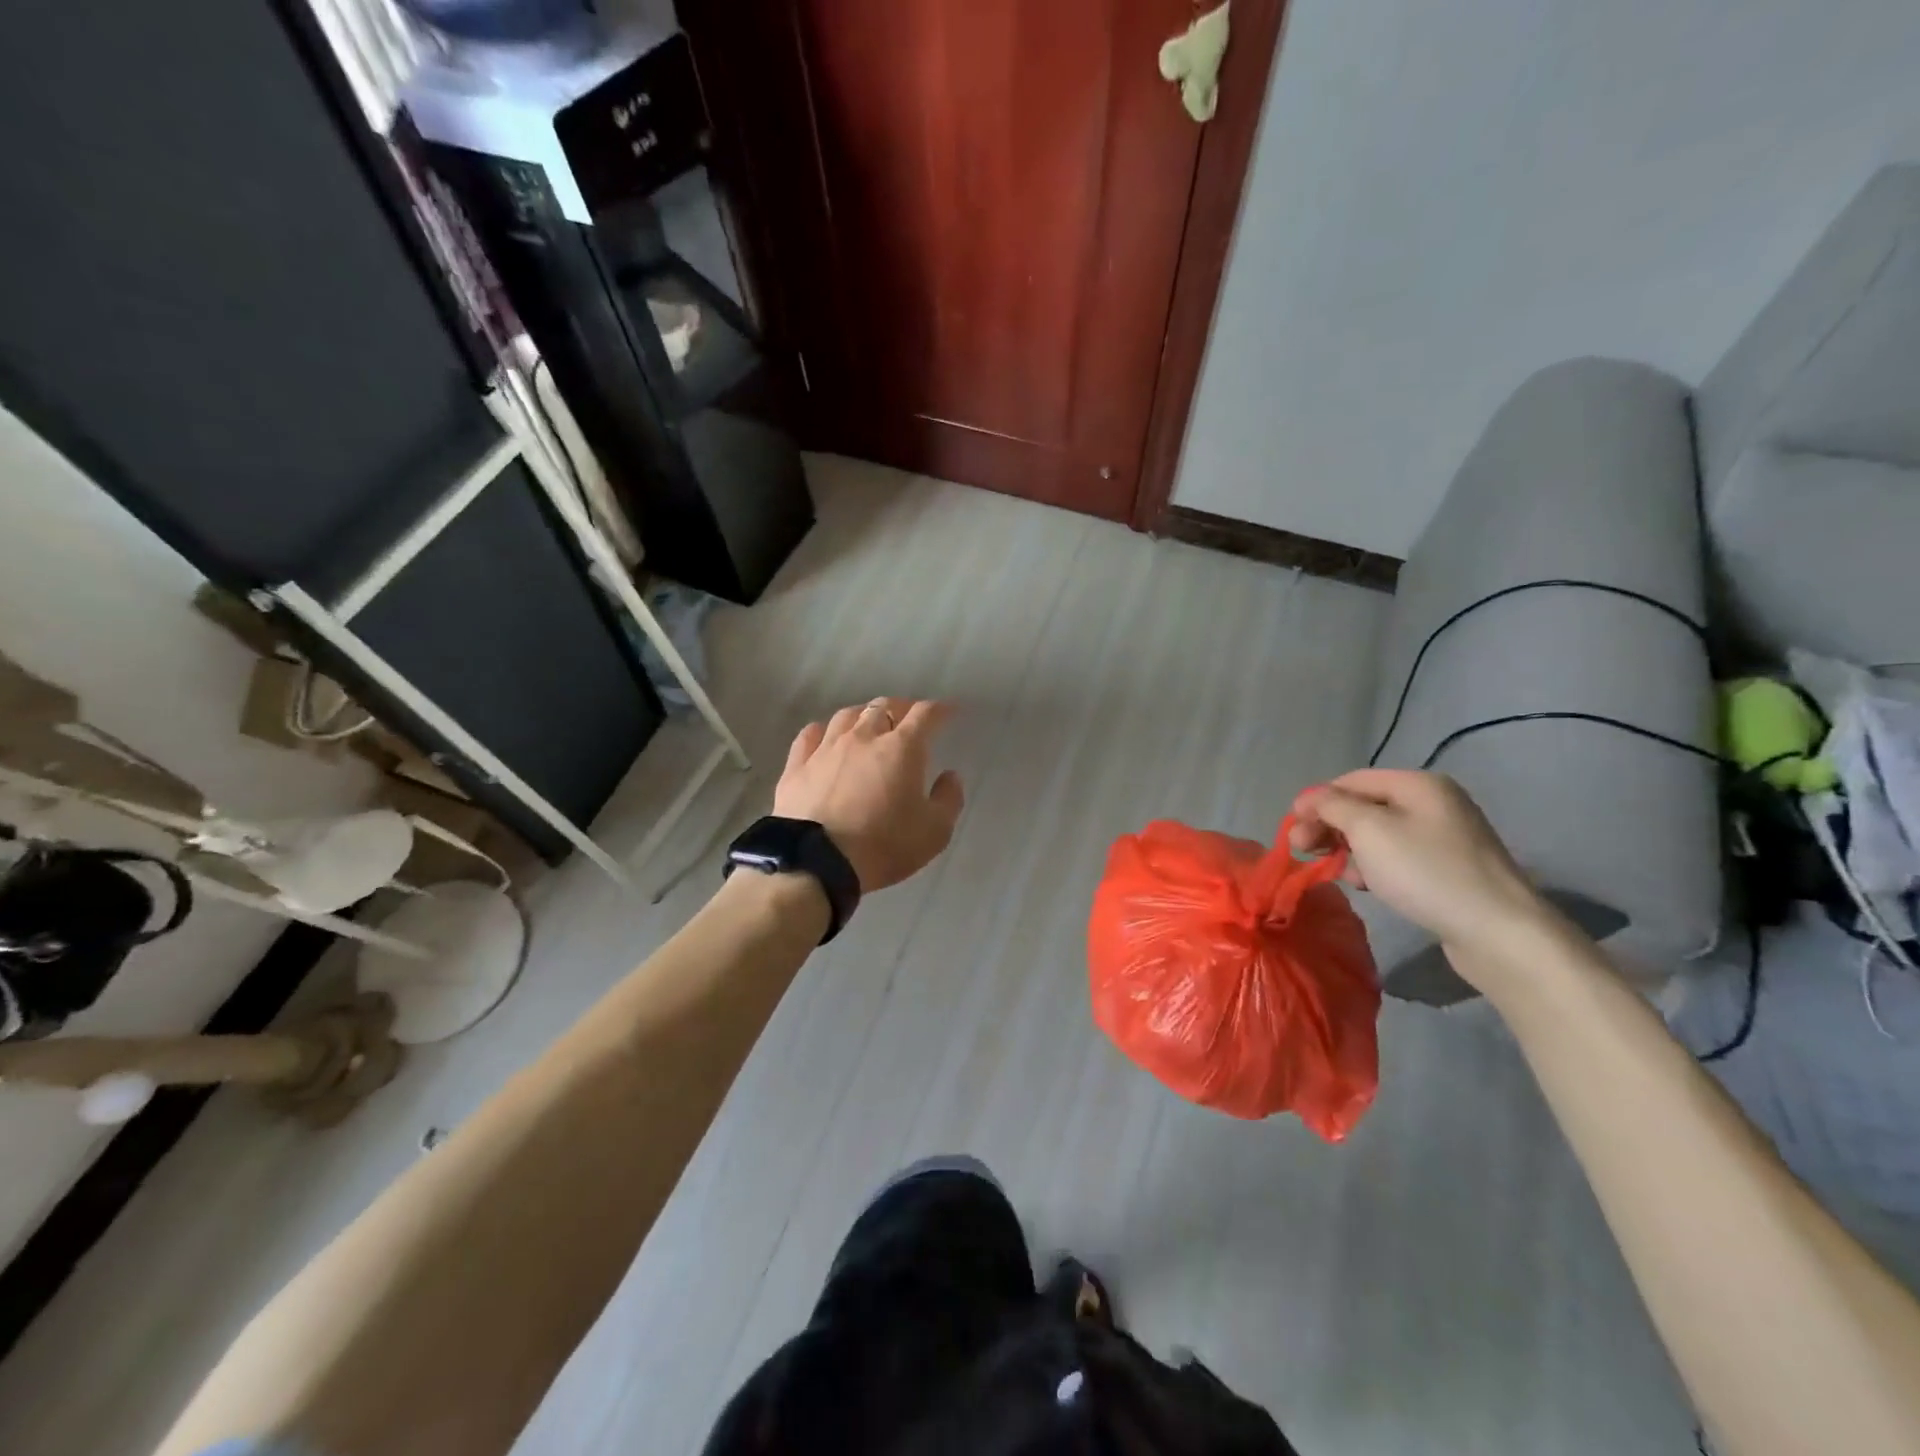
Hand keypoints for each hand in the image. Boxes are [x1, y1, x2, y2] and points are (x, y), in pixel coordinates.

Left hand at [774, 698, 964, 892]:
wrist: (817, 862)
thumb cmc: (884, 845)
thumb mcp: (935, 831)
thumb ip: (948, 799)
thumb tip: (950, 776)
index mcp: (902, 748)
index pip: (924, 714)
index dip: (939, 709)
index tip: (948, 711)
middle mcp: (864, 737)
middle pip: (883, 707)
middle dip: (901, 708)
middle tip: (908, 719)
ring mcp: (826, 748)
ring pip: (846, 716)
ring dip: (863, 715)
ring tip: (869, 723)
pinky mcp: (797, 765)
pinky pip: (810, 735)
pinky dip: (823, 730)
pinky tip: (824, 736)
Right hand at [1287, 770, 1549, 958]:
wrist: (1498, 932)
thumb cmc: (1426, 872)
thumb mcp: (1369, 831)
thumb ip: (1332, 807)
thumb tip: (1310, 798)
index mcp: (1418, 784)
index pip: (1351, 781)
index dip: (1316, 801)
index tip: (1291, 830)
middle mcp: (1433, 803)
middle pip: (1364, 806)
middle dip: (1329, 826)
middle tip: (1300, 850)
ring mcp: (1444, 837)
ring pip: (1377, 834)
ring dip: (1348, 848)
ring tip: (1333, 870)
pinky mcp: (1447, 868)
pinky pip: (1397, 857)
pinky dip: (1373, 866)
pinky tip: (1364, 884)